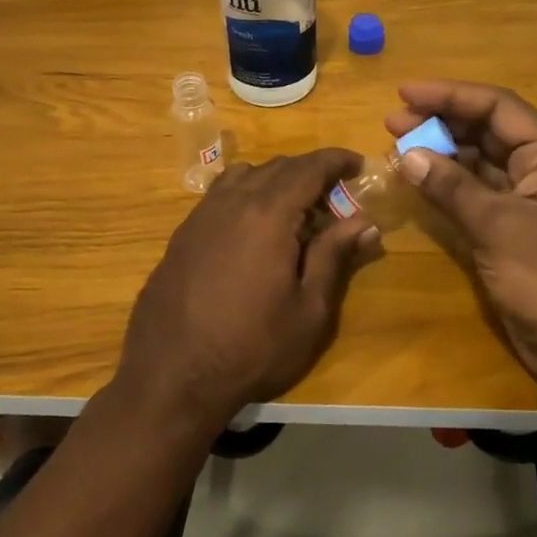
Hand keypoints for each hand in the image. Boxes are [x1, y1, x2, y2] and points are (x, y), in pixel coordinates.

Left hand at [118, 149, 377, 433]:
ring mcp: (201, 215)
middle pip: (277, 167)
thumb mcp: (308, 310)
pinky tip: (253, 227)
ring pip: (245, 175)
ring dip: (276, 180)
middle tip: (335, 196)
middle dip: (310, 172)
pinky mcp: (182, 233)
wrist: (171, 376)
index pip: (309, 168)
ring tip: (294, 209)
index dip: (336, 160)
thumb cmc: (252, 348)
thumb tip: (364, 221)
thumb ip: (334, 257)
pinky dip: (246, 193)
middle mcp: (232, 202)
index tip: (358, 164)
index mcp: (268, 214)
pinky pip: (220, 194)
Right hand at [385, 81, 536, 387]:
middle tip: (392, 122)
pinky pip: (478, 193)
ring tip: (398, 148)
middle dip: (441, 122)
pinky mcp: (516, 230)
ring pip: (481, 161)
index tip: (405, 93)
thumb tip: (408, 154)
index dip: (451, 95)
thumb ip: (452, 187)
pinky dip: (449, 185)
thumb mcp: (499, 227)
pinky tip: (419, 181)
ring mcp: (530, 201)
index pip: (498, 107)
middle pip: (488, 130)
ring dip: (442, 152)